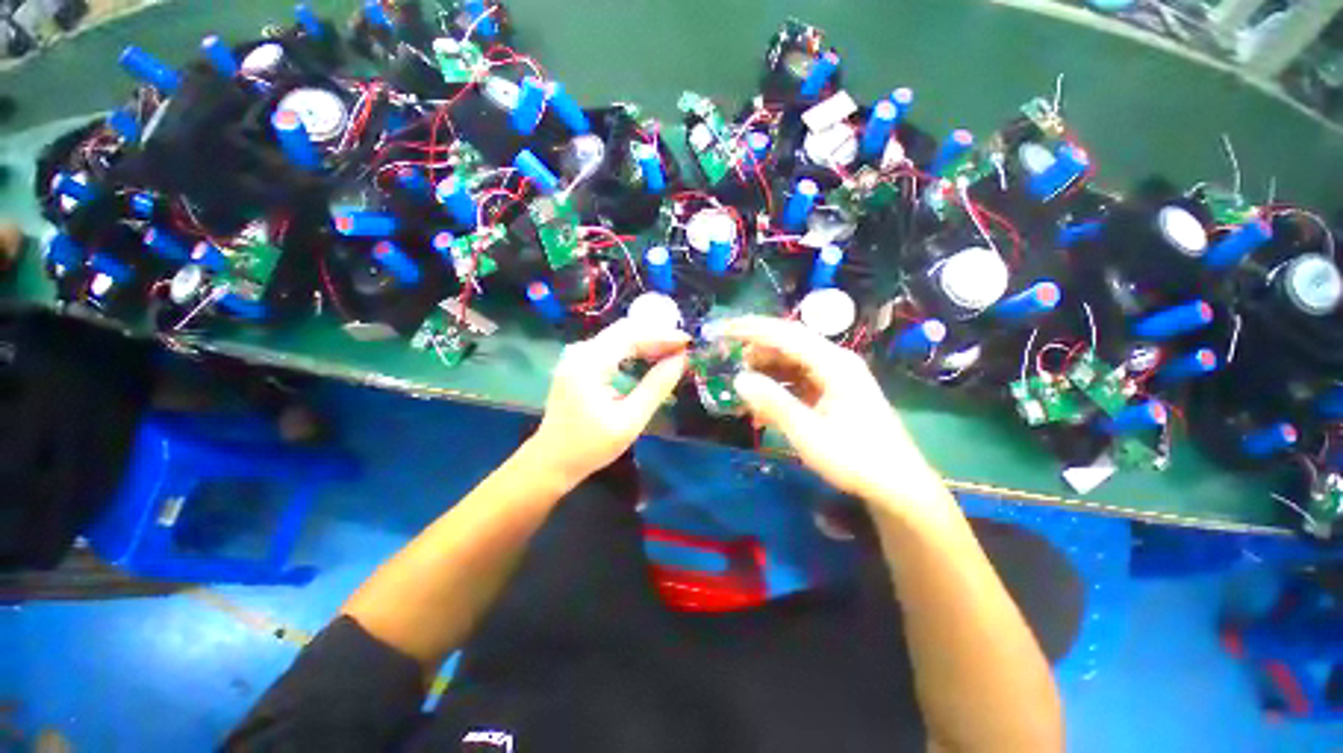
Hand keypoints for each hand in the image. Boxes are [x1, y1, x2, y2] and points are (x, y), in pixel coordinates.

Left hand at [529, 317, 688, 481]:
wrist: (552, 461)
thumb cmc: (590, 446)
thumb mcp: (630, 420)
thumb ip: (656, 387)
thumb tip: (682, 360)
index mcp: (589, 363)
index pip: (631, 335)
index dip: (663, 335)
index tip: (689, 342)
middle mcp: (581, 351)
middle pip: (625, 331)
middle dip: (657, 336)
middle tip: (685, 348)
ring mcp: (578, 356)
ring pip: (620, 337)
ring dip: (647, 342)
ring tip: (674, 353)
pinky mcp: (580, 364)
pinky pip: (612, 348)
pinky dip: (635, 351)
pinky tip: (651, 359)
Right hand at [724, 316, 943, 506]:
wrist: (897, 485)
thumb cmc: (855, 459)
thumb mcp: (808, 433)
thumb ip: (773, 403)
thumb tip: (738, 379)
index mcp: (834, 363)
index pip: (786, 334)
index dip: (751, 329)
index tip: (722, 329)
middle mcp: (836, 361)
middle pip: (789, 343)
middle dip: (756, 348)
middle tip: (727, 359)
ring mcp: (836, 376)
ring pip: (793, 361)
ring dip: (766, 369)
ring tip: (742, 383)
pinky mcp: (834, 391)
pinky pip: (800, 379)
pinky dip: (779, 386)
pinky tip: (764, 403)